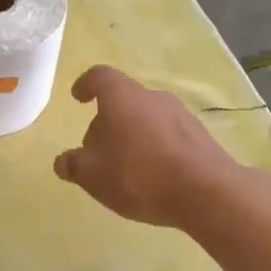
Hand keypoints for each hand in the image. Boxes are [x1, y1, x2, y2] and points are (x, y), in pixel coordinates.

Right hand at [53, 66, 236, 226]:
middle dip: (106, 122)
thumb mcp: (93, 175)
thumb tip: (63, 161)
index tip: (78, 97)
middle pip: (123, 101)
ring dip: (131, 136)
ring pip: (146, 118)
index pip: (100, 77)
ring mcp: (181, 115)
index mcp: (123, 96)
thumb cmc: (139, 174)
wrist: (207, 193)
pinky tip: (151, 177)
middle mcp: (153, 97)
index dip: (86, 84)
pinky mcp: (200, 137)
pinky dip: (153, 148)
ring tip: (123, 168)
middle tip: (96, 151)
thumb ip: (74, 165)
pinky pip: (167, 135)